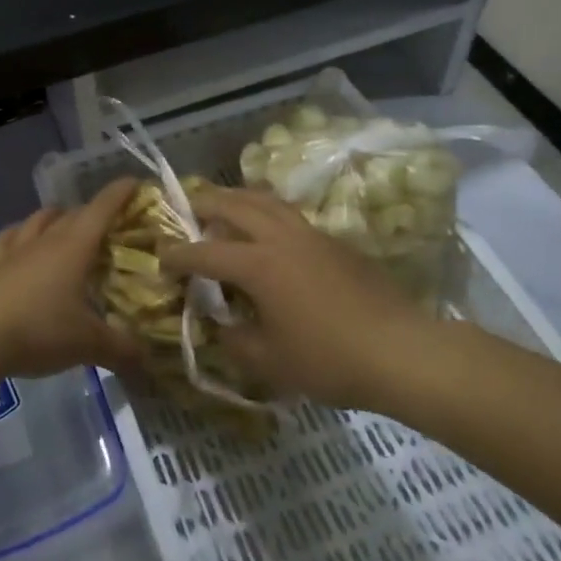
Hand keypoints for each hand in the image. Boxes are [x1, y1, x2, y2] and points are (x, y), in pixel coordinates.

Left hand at [0, 178, 142, 380]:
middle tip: (109, 224)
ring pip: (38, 220)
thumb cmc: (39, 330)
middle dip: (93, 212)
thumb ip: (122, 350)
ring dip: (55, 217)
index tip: (135, 182)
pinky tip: (20, 240)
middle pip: (72, 214)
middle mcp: (45, 240)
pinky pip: (8, 239)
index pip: (102, 209)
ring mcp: (14, 251)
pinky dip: (20, 235)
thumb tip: (148, 361)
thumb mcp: (88, 344)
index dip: (120, 193)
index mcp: (74, 247)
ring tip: (66, 224)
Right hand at [160, 186, 443, 410]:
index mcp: (258, 264)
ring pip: (265, 199)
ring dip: (237, 198)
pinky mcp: (333, 240)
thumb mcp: (269, 362)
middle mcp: (279, 237)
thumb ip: (235, 339)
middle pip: (233, 205)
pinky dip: (265, 210)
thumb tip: (221, 322)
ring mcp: (310, 233)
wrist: (401, 350)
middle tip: (185, 210)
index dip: (177, 254)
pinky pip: (288, 213)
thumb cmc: (329, 359)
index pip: (205, 252)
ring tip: (222, 205)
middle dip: (203, 204)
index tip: (160, 255)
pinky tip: (266, 229)